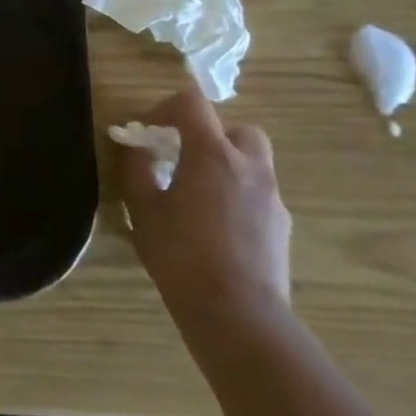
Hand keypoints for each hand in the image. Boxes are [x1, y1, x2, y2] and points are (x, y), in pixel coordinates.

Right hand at [118, 77, 290, 332]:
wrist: (237, 313)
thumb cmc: (181, 254)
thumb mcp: (142, 209)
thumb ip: (136, 169)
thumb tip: (134, 147)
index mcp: (212, 155)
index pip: (192, 103)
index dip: (165, 107)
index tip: (148, 131)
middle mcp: (249, 167)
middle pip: (236, 129)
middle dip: (209, 135)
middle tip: (181, 158)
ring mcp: (272, 197)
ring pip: (253, 162)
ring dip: (226, 164)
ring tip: (197, 193)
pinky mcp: (282, 225)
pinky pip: (258, 193)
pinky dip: (238, 194)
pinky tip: (215, 225)